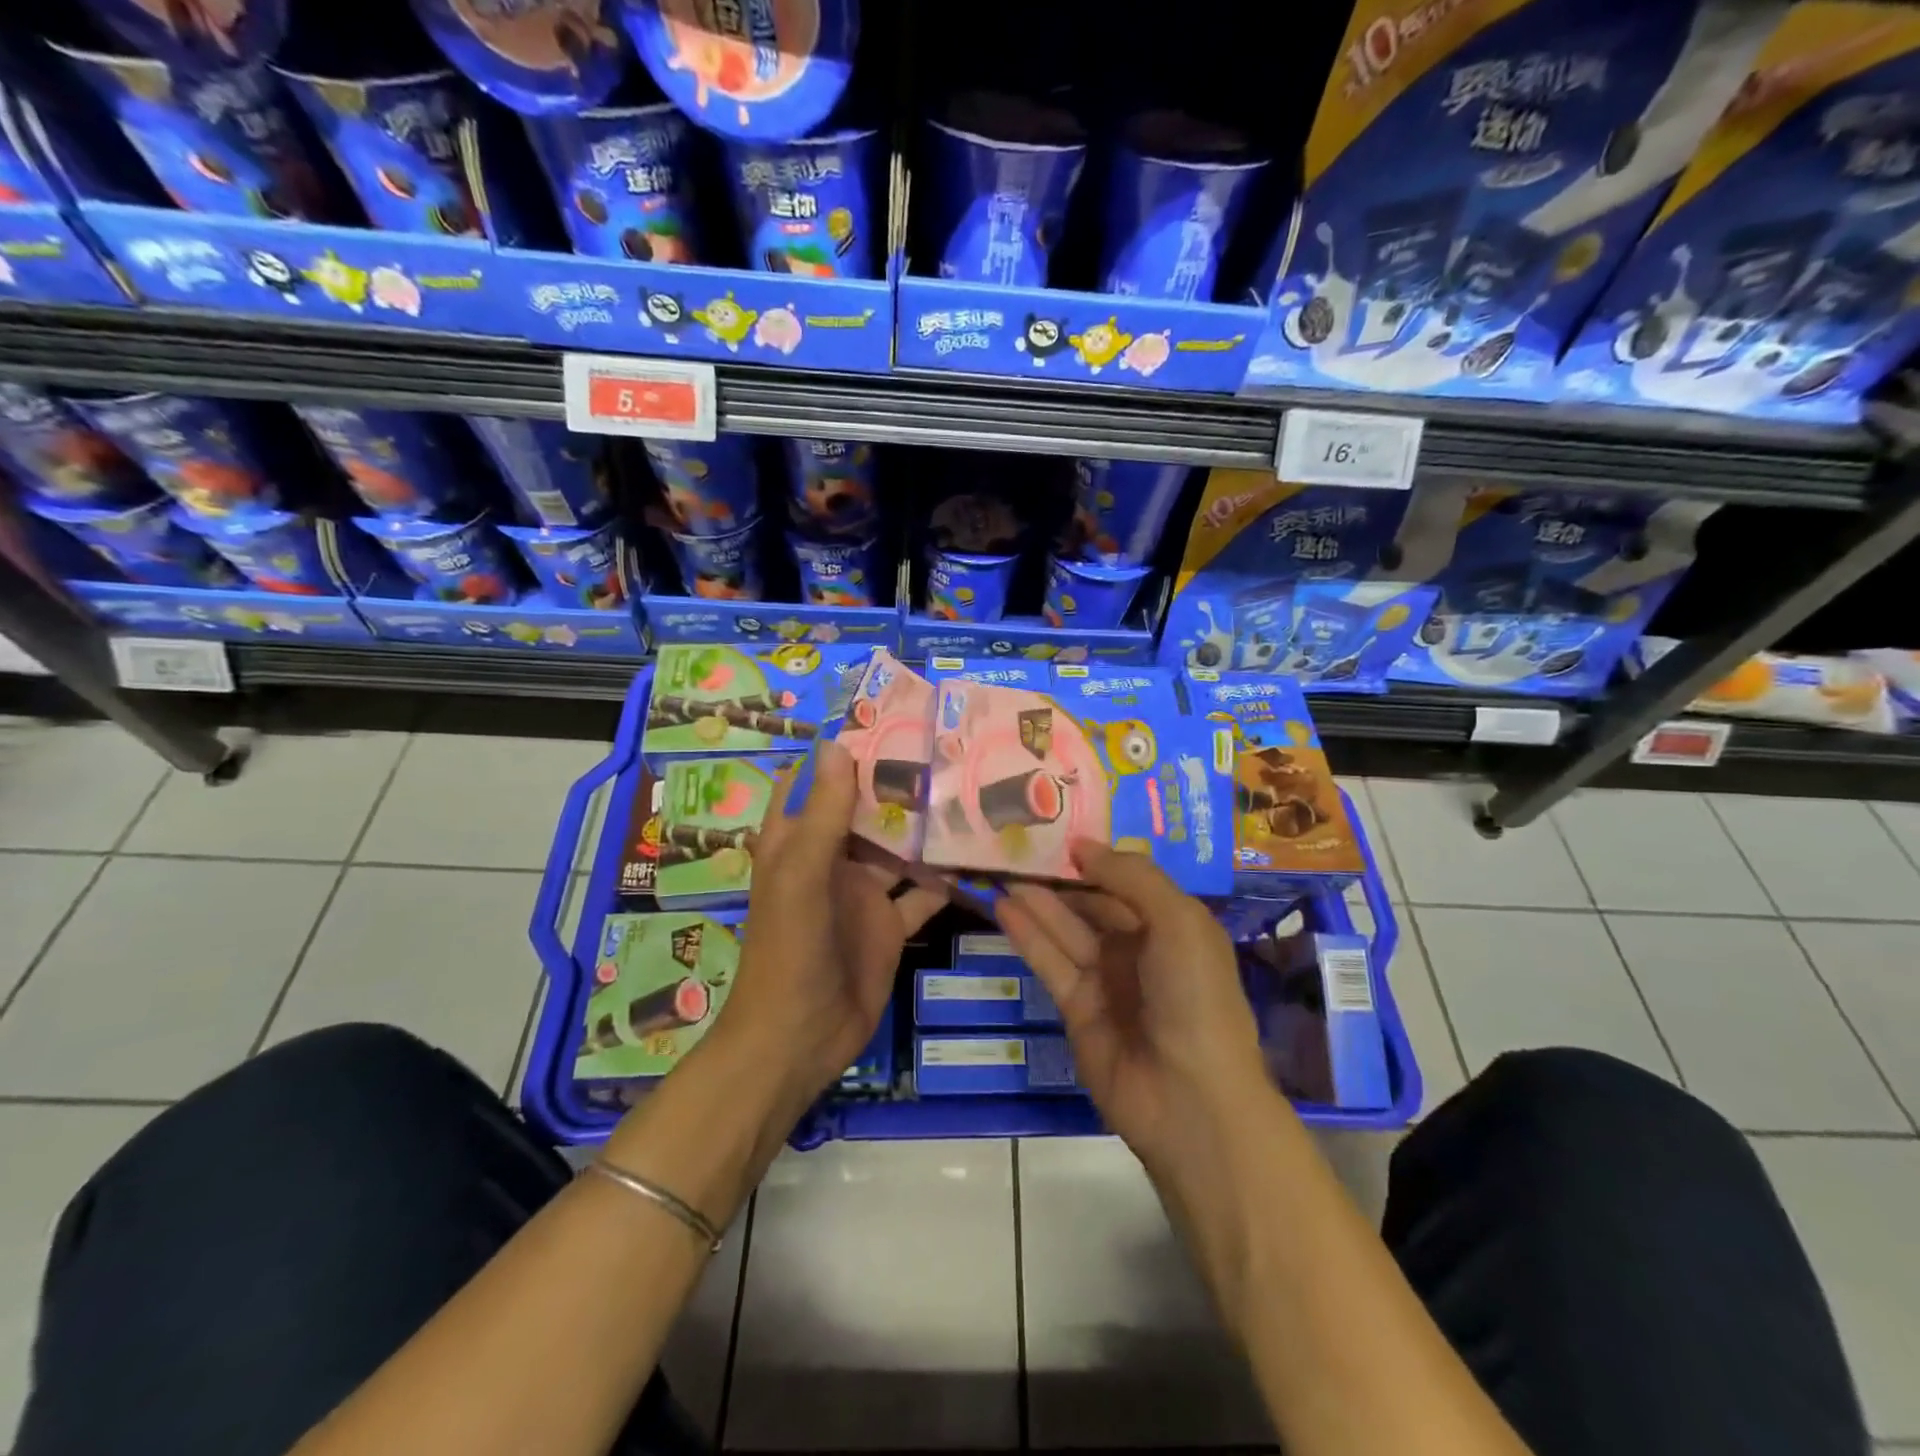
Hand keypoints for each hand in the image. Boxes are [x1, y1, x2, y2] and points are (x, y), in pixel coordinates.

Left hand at [716, 741, 945, 1120]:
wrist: (799, 1038)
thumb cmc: (789, 950)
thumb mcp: (802, 876)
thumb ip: (822, 814)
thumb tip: (838, 744)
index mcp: (798, 841)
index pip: (817, 781)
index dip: (843, 752)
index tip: (886, 719)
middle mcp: (832, 859)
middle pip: (866, 811)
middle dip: (900, 784)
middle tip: (949, 749)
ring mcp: (864, 893)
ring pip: (900, 849)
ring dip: (928, 828)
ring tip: (973, 792)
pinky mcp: (891, 925)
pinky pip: (923, 893)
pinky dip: (947, 877)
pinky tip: (980, 855)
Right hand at [995, 841, 1268, 1186]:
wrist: (1189, 1097)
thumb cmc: (1194, 995)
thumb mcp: (1177, 921)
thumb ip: (1131, 877)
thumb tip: (1083, 845)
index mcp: (1172, 925)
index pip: (1127, 881)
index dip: (1095, 857)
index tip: (1057, 828)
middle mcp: (1139, 948)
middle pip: (1092, 903)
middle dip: (1059, 877)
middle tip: (1015, 845)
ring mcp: (1107, 980)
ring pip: (1065, 929)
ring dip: (1036, 900)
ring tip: (1000, 868)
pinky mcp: (1077, 1009)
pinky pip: (1050, 962)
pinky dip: (1027, 935)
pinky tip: (1002, 907)